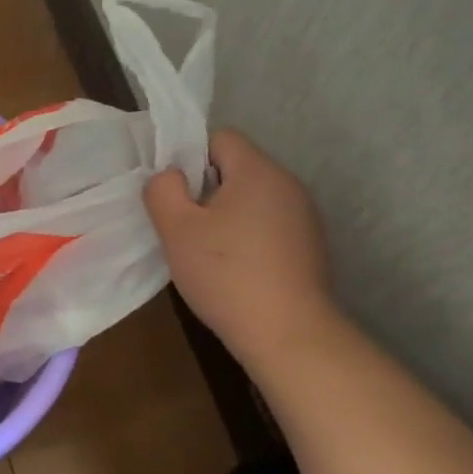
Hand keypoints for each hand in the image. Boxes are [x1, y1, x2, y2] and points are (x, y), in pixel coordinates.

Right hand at [143, 128, 338, 372]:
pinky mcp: (310, 246)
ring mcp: (304, 217)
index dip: (189, 156)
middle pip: (237, 167)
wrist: (289, 335)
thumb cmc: (226, 275)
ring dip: (226, 214)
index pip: (220, 137)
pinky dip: (247, 236)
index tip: (173, 193)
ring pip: (252, 198)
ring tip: (206, 250)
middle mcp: (288, 184)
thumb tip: (170, 176)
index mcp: (258, 171)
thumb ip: (163, 190)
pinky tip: (234, 268)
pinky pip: (268, 224)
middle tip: (182, 224)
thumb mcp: (176, 229)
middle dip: (205, 188)